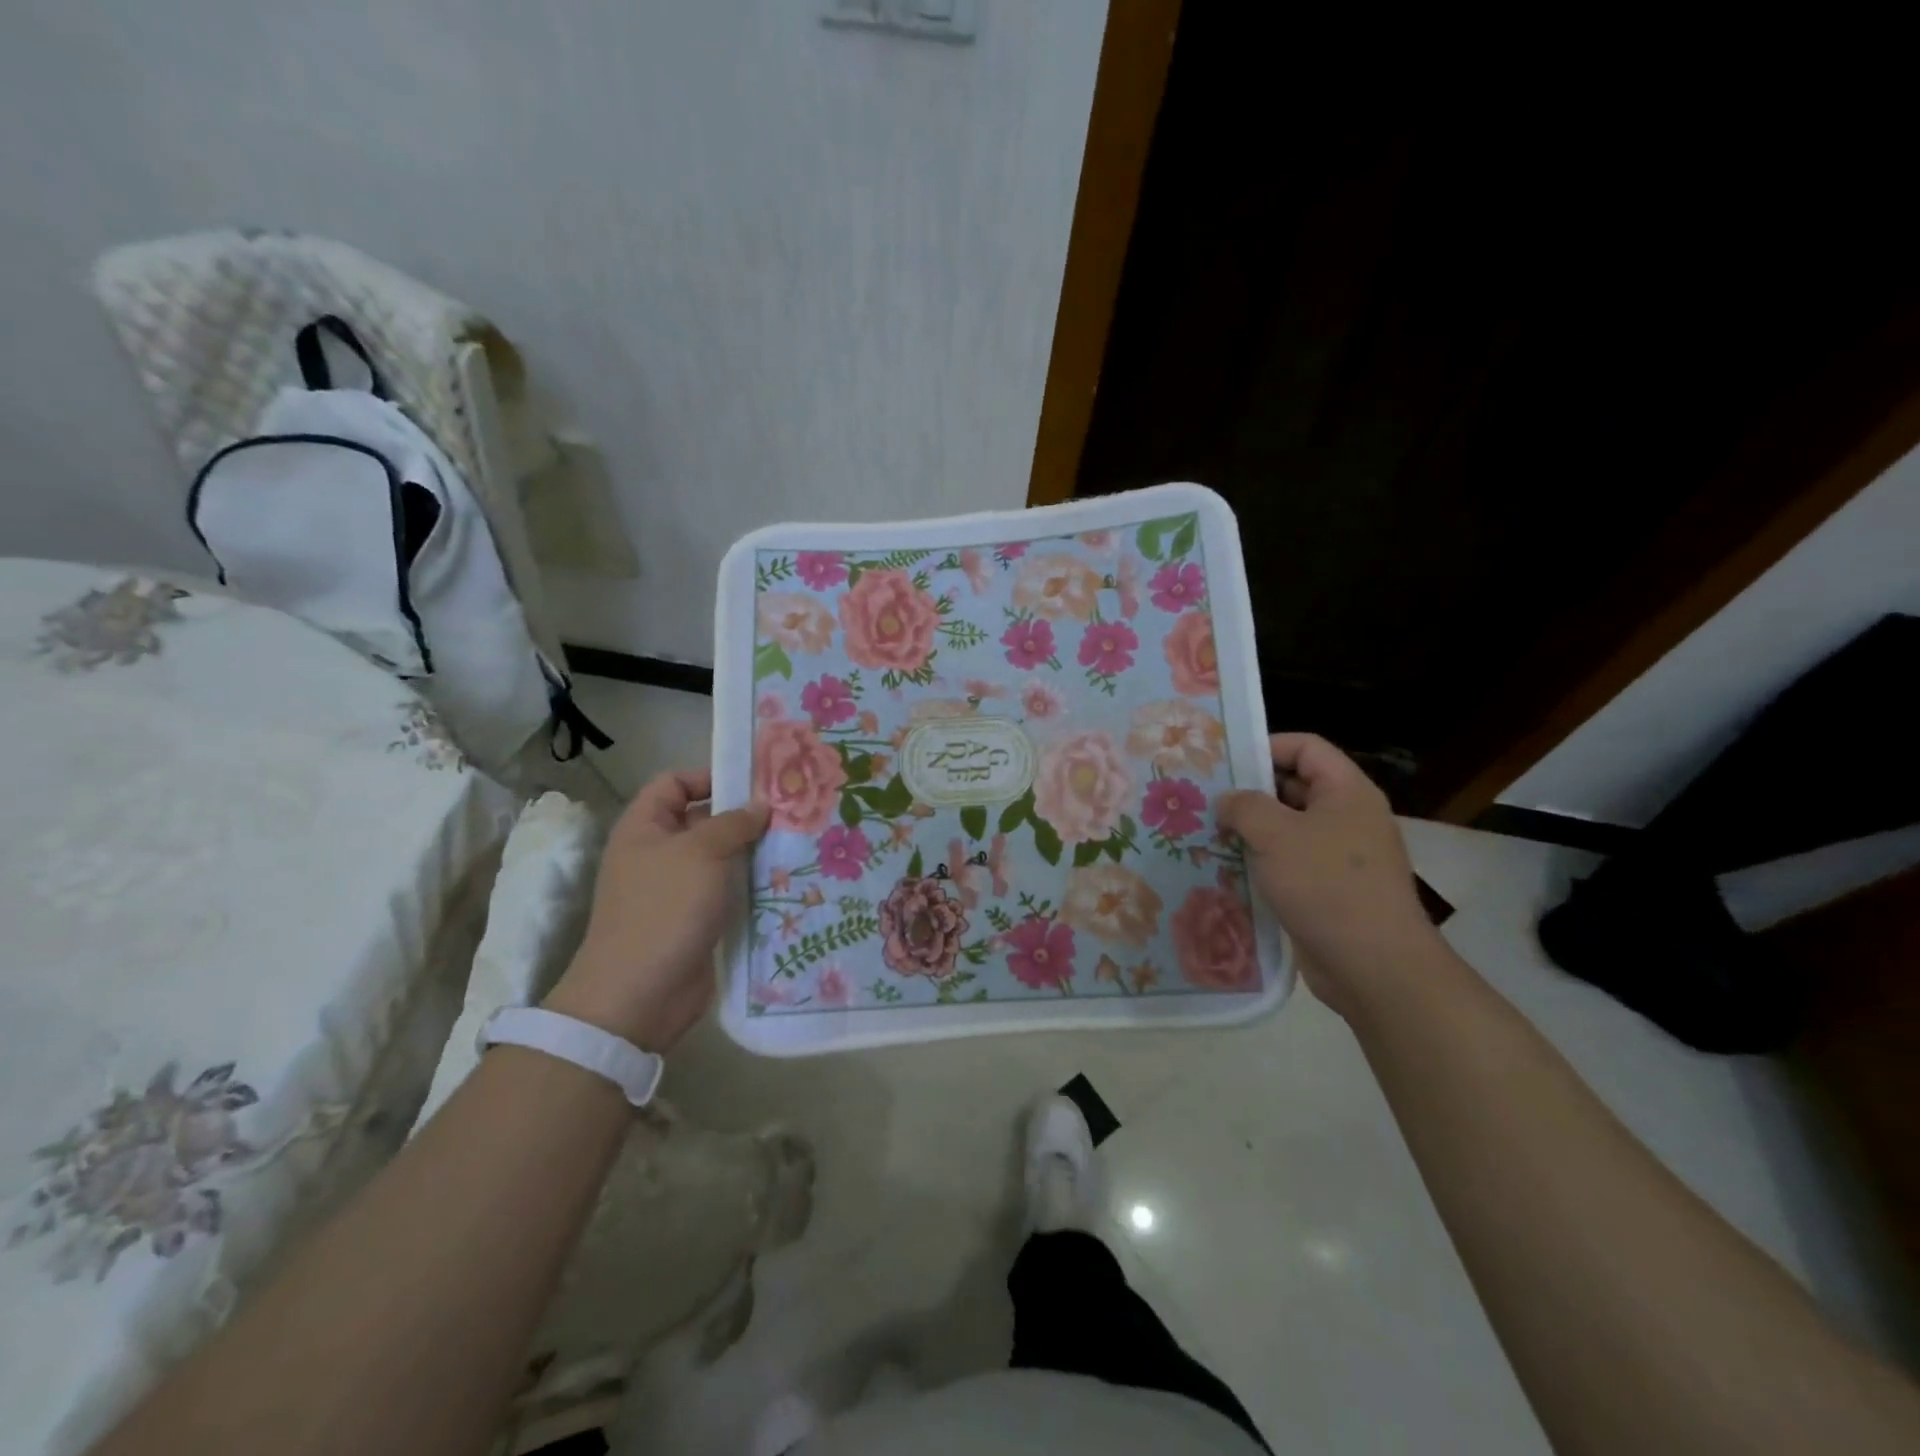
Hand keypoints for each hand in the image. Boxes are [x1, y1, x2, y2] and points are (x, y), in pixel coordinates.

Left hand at [545, 770, 769, 1051]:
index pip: (674, 783)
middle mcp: (659, 854)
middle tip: (791, 811)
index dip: (709, 776)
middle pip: (703, 820)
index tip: (754, 783)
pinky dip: (753, 886)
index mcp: (645, 828)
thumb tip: (760, 804)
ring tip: (799, 843)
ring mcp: (677, 890)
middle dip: (744, 815)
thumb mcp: (700, 853)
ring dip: (754, 852)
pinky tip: (787, 881)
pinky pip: (728, 892)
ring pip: (721, 858)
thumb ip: (733, 822)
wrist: (639, 996)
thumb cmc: (664, 909)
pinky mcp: (697, 921)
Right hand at [1217, 734, 1439, 1014]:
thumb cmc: (1326, 885)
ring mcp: (1340, 856)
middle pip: (1295, 786)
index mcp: (1346, 792)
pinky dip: (1261, 862)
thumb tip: (1227, 801)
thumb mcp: (1276, 835)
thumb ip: (1244, 807)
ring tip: (1207, 833)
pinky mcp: (1329, 890)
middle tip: (1204, 798)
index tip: (1224, 762)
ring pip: (1288, 828)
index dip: (1266, 746)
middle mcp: (1348, 817)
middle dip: (1250, 791)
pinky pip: (1290, 863)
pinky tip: (1227, 870)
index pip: (1306, 747)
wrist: (1374, 966)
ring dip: (1250, 830)